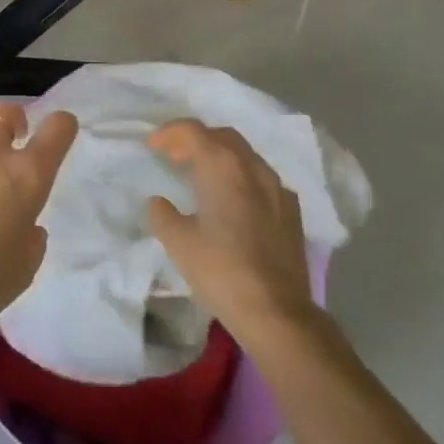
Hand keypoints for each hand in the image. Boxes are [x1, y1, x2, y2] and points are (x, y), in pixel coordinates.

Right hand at [146, 119, 327, 348]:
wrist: (277, 312)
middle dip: (196, 140)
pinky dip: (242, 178)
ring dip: (221, 157)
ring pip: (246, 156)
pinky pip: (263, 180)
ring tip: (202, 177)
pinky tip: (235, 202)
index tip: (152, 146)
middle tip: (175, 157)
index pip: (193, 131)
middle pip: (222, 137)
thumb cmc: (221, 270)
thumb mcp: (177, 242)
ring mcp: (278, 189)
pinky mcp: (292, 213)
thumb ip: (162, 214)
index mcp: (223, 167)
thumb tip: (159, 202)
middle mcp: (253, 168)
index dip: (169, 133)